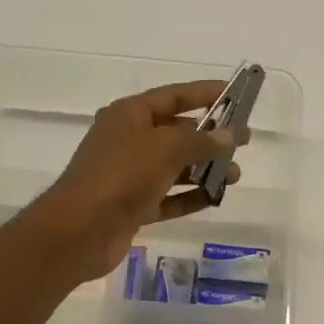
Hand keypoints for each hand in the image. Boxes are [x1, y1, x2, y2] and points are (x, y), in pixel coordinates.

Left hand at [28, 80, 240, 281]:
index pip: (173, 96)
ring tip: (235, 175)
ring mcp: (130, 176)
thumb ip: (201, 141)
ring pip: (175, 167)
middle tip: (242, 143)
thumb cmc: (121, 176)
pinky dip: (190, 197)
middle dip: (209, 137)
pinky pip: (169, 198)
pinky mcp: (134, 207)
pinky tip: (215, 198)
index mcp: (129, 115)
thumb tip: (230, 135)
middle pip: (176, 133)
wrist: (80, 230)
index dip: (204, 93)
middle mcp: (129, 141)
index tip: (235, 95)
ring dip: (205, 170)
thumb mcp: (165, 149)